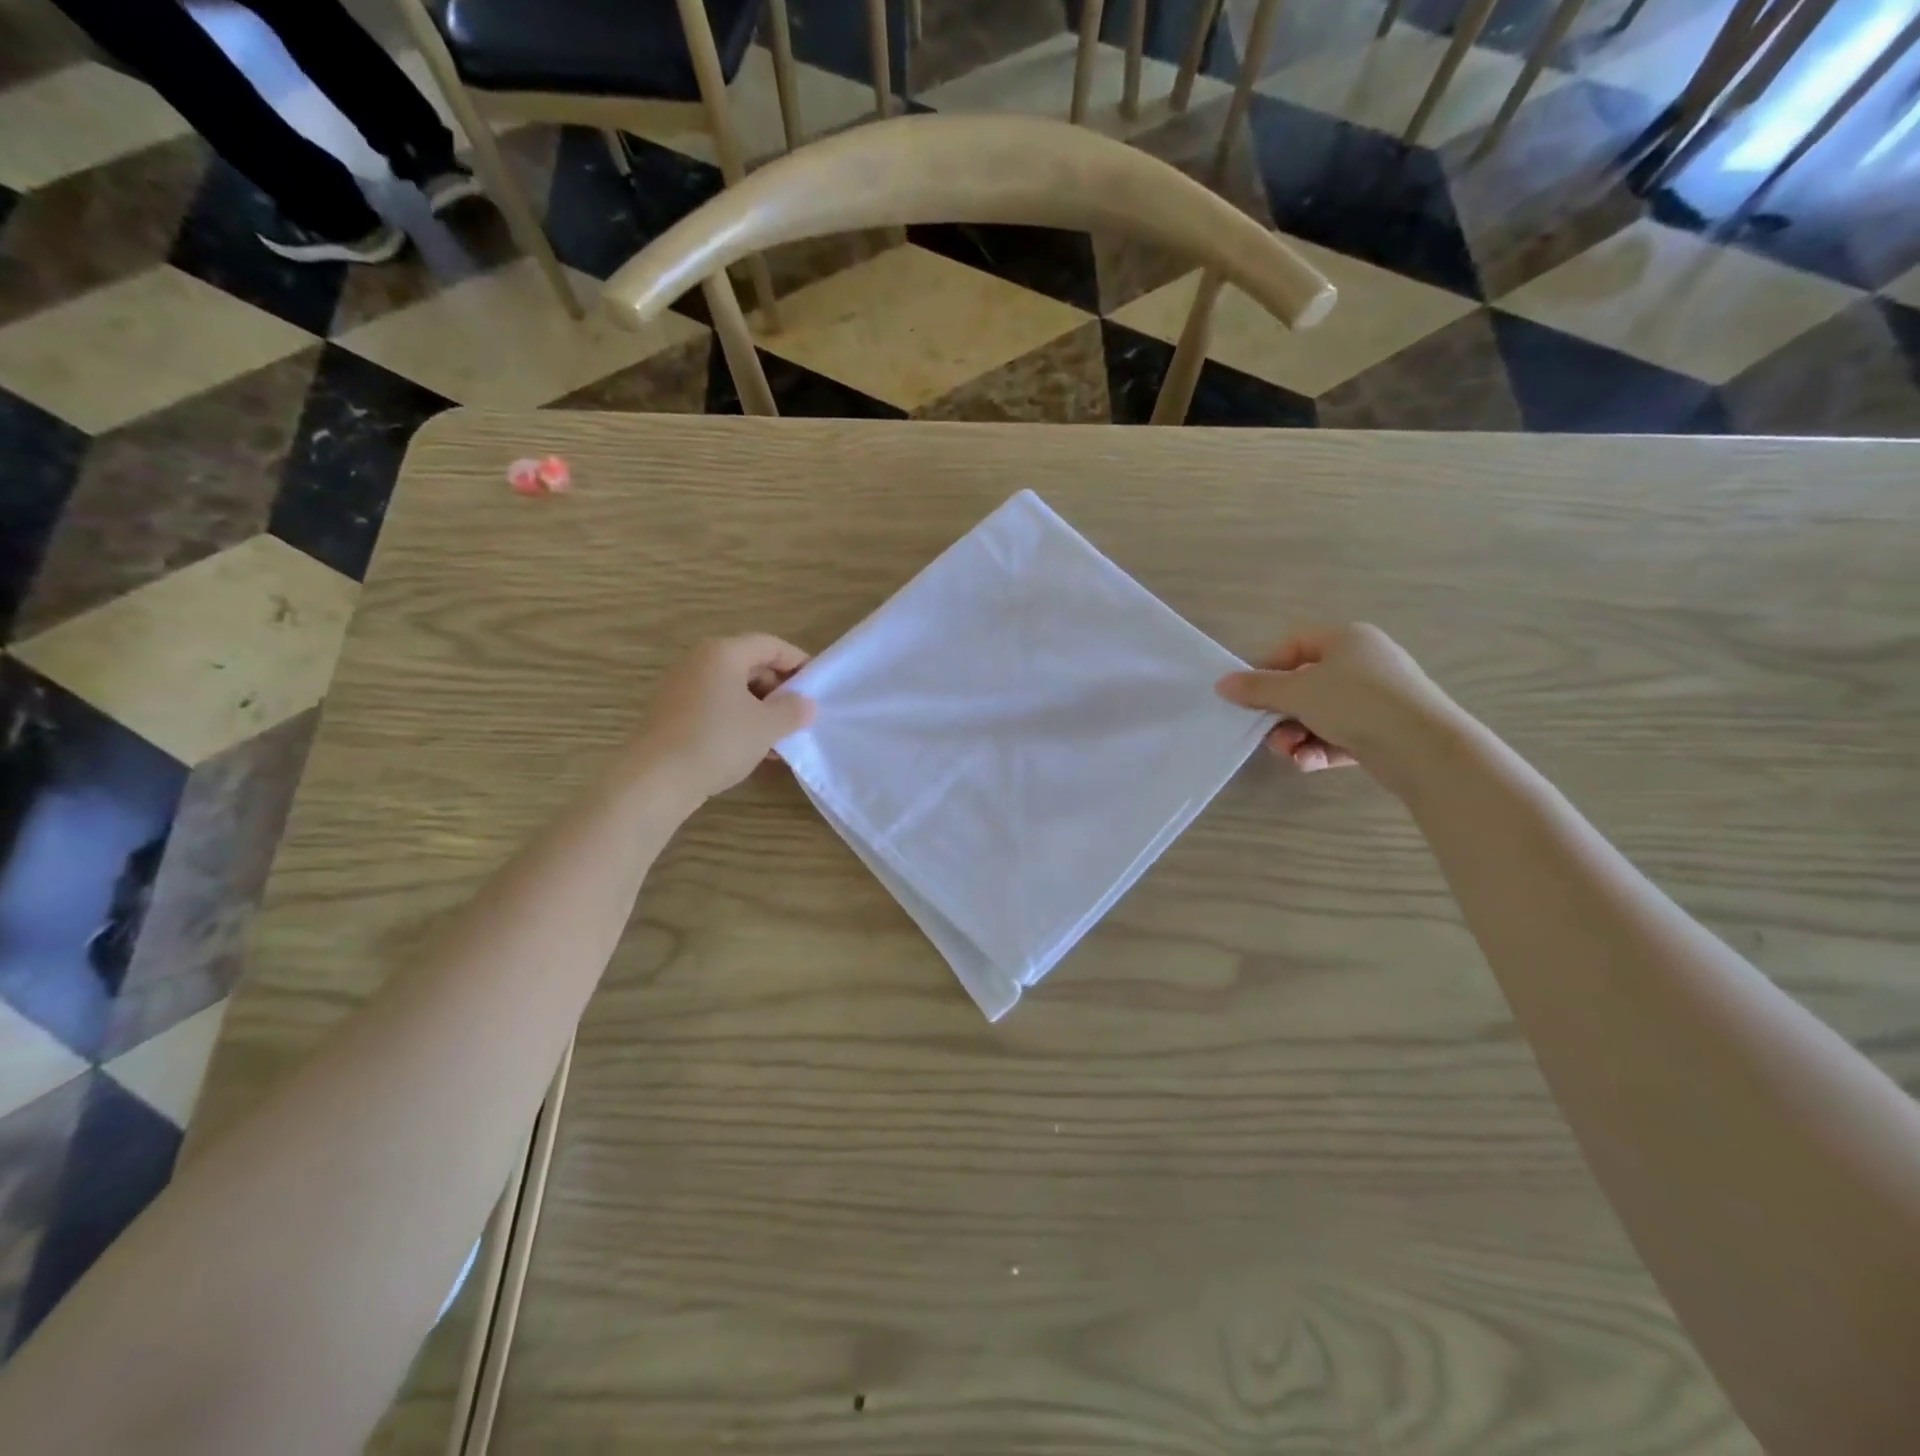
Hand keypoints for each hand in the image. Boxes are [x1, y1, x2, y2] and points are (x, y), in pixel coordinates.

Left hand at [632, 635, 814, 803]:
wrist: (655, 779)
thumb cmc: (717, 741)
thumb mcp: (767, 726)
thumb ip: (793, 710)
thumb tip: (805, 704)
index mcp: (722, 652)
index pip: (770, 645)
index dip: (798, 662)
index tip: (818, 686)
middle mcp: (698, 661)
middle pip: (750, 664)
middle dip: (779, 689)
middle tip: (799, 716)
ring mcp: (681, 687)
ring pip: (733, 689)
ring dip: (761, 710)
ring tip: (780, 739)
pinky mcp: (672, 713)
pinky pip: (716, 706)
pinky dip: (738, 720)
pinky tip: (753, 749)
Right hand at [1215, 624, 1461, 787]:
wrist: (1424, 747)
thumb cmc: (1356, 703)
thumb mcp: (1297, 692)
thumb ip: (1256, 689)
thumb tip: (1221, 684)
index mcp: (1347, 640)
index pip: (1294, 646)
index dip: (1266, 669)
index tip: (1247, 696)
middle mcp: (1364, 664)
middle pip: (1304, 685)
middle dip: (1280, 714)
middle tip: (1267, 734)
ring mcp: (1377, 699)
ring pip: (1319, 715)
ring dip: (1296, 736)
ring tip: (1291, 753)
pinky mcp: (1384, 731)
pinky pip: (1340, 736)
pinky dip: (1320, 749)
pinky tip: (1309, 763)